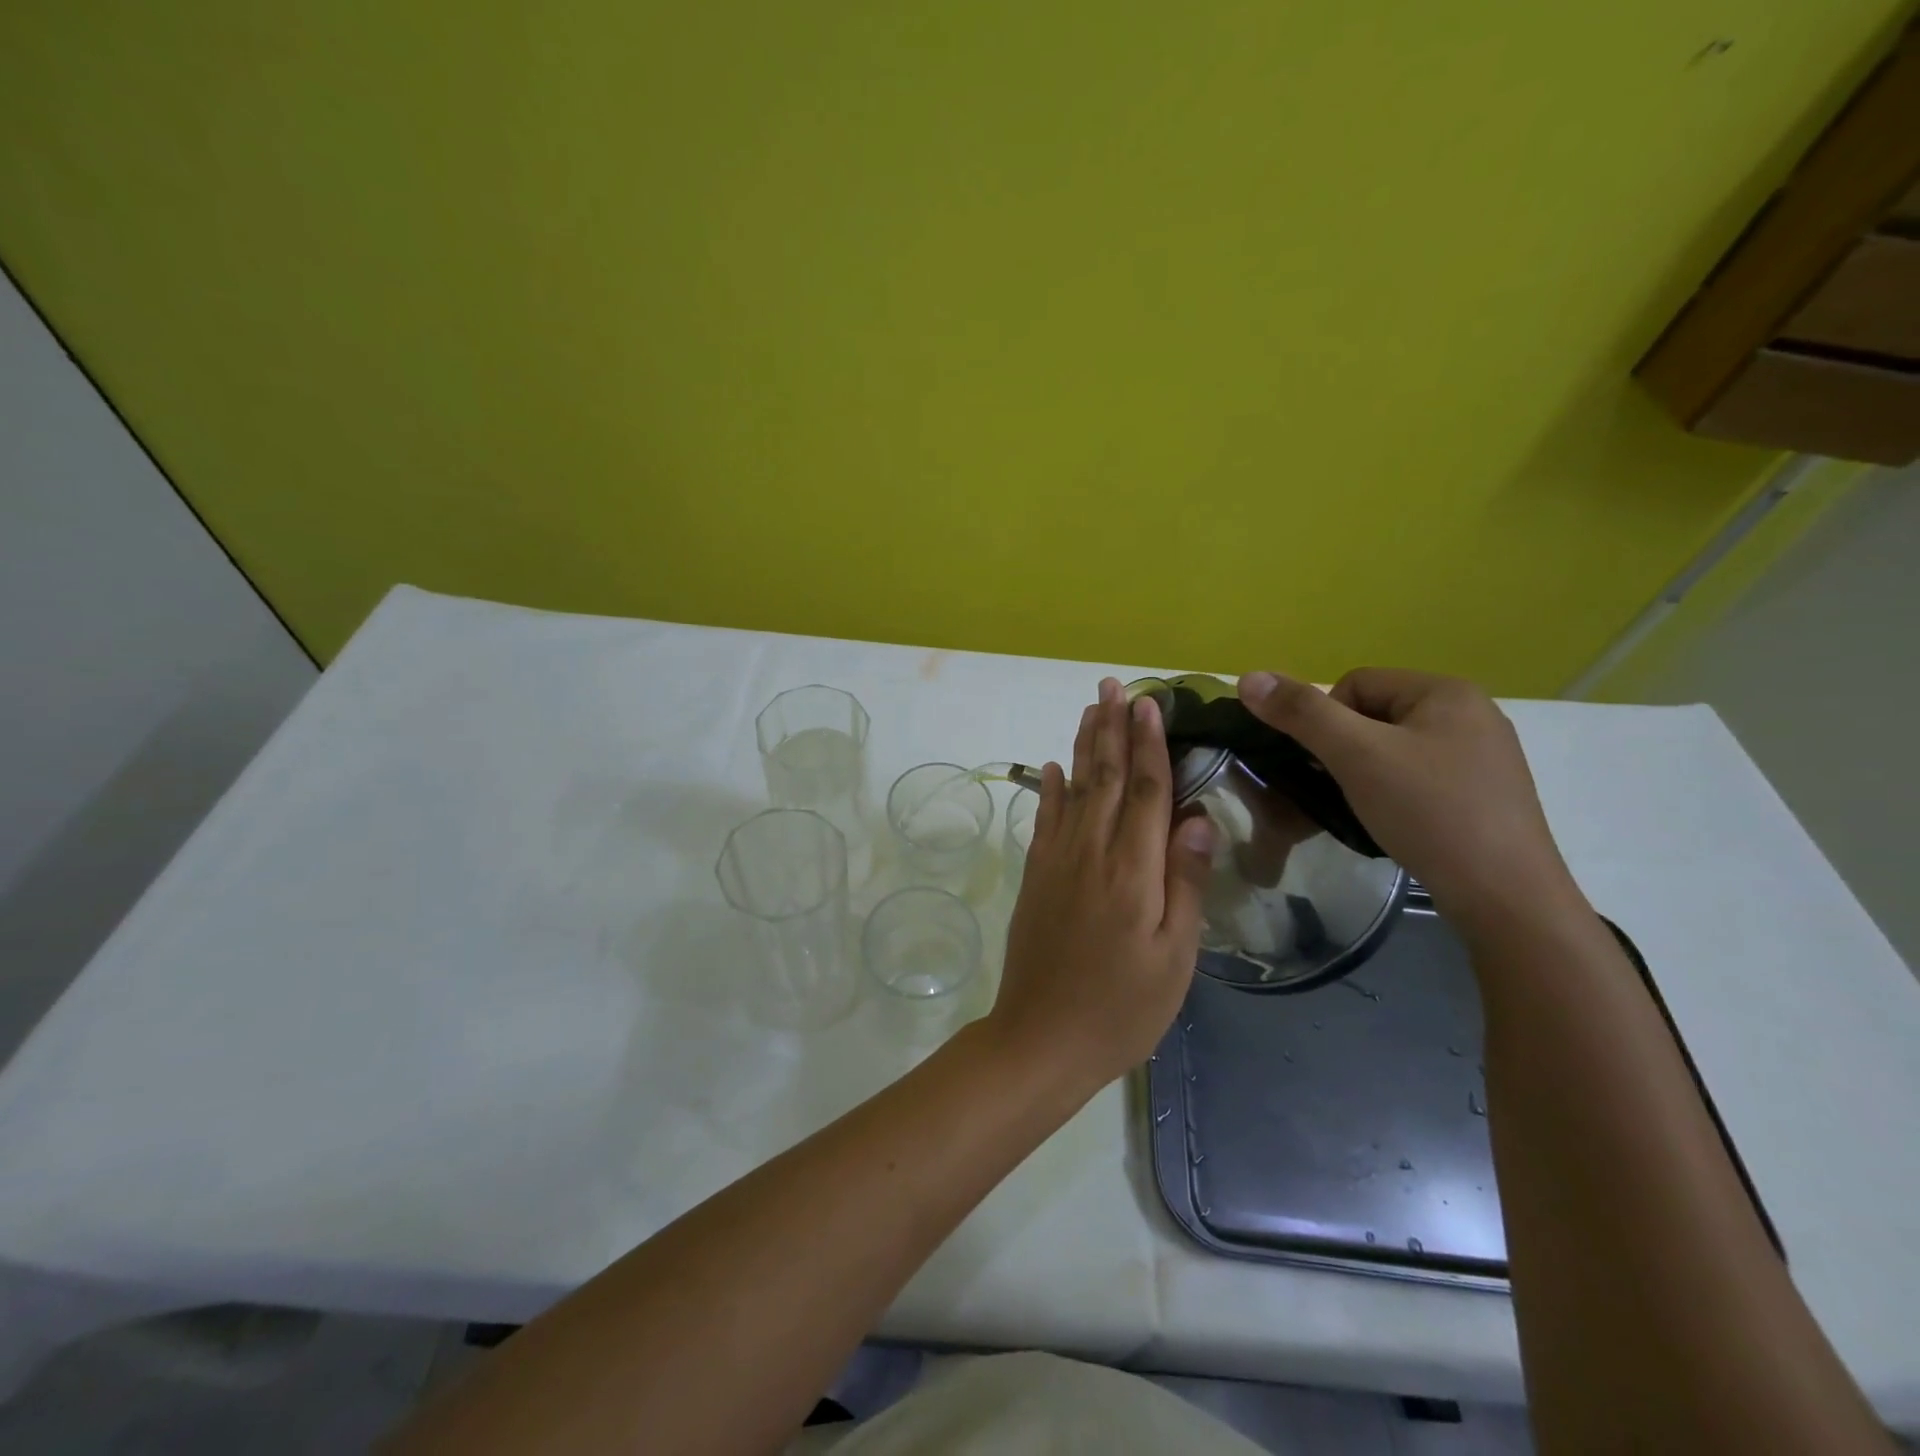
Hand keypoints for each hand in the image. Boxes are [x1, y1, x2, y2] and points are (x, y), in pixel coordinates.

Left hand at [988, 677, 1216, 1092]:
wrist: (1041, 1038)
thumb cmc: (1122, 1007)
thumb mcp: (1173, 956)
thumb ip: (1185, 882)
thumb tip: (1198, 817)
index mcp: (1132, 869)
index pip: (1144, 790)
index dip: (1149, 744)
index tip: (1150, 702)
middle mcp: (1090, 852)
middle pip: (1104, 776)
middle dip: (1112, 727)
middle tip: (1113, 684)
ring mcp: (1057, 862)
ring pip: (1073, 789)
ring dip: (1083, 745)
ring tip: (1090, 708)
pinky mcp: (1036, 877)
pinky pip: (1045, 820)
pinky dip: (1050, 789)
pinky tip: (1053, 768)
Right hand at [1235, 668, 1584, 930]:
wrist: (1505, 896)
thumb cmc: (1429, 812)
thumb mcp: (1356, 756)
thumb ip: (1301, 713)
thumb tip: (1247, 677)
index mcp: (1446, 691)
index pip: (1355, 684)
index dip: (1326, 721)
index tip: (1328, 765)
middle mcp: (1471, 713)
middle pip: (1374, 715)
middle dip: (1346, 749)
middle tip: (1342, 789)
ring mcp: (1482, 755)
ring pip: (1393, 749)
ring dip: (1366, 773)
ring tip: (1366, 808)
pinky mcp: (1484, 793)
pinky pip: (1418, 776)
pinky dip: (1394, 793)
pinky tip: (1395, 822)